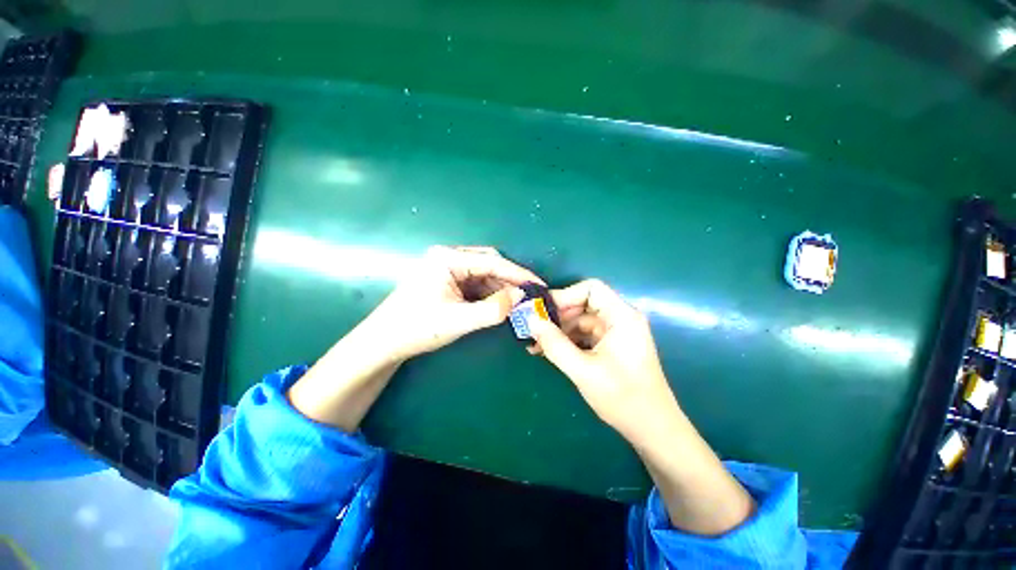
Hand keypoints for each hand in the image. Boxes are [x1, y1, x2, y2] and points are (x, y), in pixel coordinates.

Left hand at [289, 245, 539, 431]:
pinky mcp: (447, 281)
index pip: (491, 262)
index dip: (518, 274)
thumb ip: (493, 310)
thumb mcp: (458, 320)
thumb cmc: (417, 328)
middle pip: (488, 265)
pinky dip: (489, 295)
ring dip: (500, 289)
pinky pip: (475, 284)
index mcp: (447, 258)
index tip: (539, 284)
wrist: (384, 343)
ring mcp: (447, 269)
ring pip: (483, 275)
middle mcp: (448, 258)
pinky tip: (500, 306)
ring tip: (519, 304)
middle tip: (530, 296)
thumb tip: (521, 298)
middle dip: (509, 281)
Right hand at [528, 279, 754, 534]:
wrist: (653, 431)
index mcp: (622, 316)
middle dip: (557, 316)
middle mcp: (620, 319)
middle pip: (583, 304)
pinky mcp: (610, 345)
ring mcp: (615, 333)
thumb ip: (554, 344)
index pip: (591, 289)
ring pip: (581, 320)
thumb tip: (530, 319)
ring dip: (559, 330)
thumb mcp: (583, 370)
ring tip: (536, 343)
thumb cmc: (623, 398)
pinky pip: (584, 334)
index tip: (542, 312)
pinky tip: (549, 351)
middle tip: (534, 329)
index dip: (565, 296)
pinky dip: (567, 340)